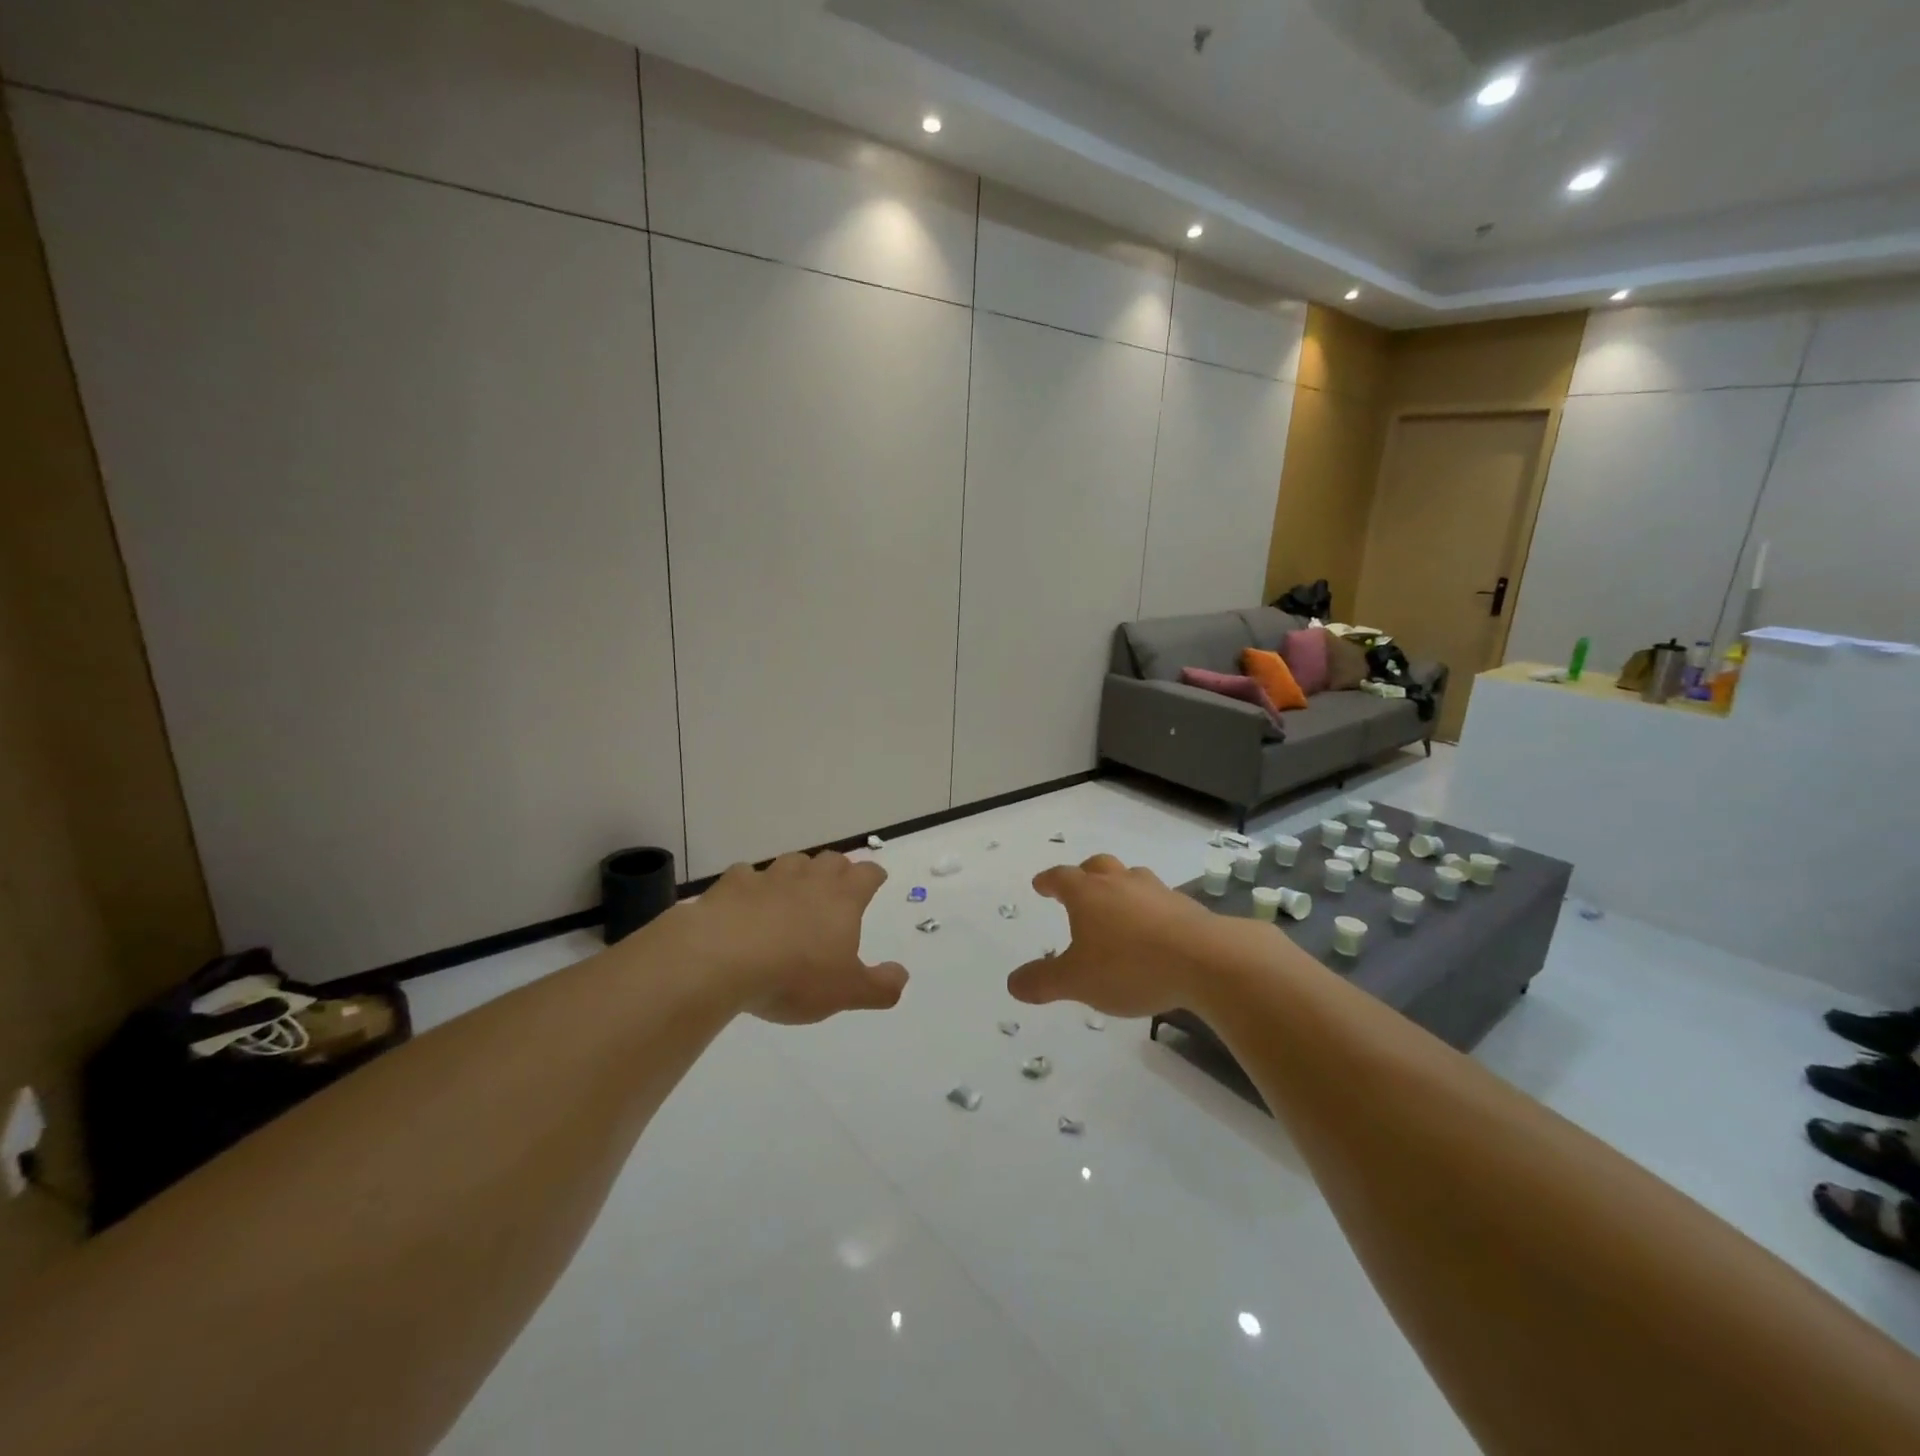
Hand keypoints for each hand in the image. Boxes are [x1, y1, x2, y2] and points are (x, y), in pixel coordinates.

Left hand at [663, 851, 908, 1023]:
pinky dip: (752, 885)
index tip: (876, 881)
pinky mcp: (732, 885)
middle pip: (831, 860)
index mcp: (842, 898)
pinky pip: (747, 875)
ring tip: (795, 891)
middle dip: (838, 870)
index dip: (874, 876)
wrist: (722, 958)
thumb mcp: (846, 992)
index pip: (867, 874)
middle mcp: (809, 879)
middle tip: (838, 887)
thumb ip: (879, 986)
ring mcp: (769, 878)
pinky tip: (747, 900)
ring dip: (798, 873)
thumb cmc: (794, 975)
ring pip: (792, 862)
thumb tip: (902, 976)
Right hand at [1007, 854, 1234, 1016]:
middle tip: (1079, 886)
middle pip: (1098, 866)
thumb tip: (1012, 983)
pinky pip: (1160, 900)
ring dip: (1121, 887)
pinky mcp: (1187, 907)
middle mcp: (1120, 883)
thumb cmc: (1130, 966)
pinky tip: (1154, 930)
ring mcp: (1157, 892)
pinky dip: (1150, 909)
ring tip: (1119, 906)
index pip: (1061, 878)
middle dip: (1085, 874)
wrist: (1206, 961)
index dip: (1048, 881)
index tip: (1040, 884)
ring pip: (1132, 878)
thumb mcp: (1077, 982)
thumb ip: (1043, 981)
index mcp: (1088, 894)